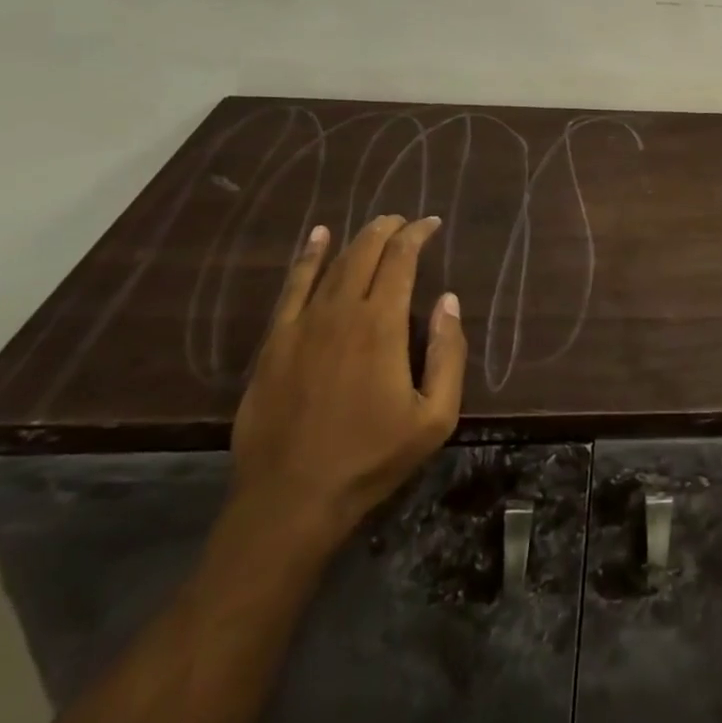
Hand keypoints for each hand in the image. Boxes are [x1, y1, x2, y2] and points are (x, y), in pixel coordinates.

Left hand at [230, 216, 466, 553]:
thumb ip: (448, 353)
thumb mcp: (435, 417)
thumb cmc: (371, 459)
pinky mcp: (273, 344)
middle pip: (365, 252)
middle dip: (388, 229)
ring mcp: (301, 326)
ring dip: (355, 239)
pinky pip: (292, 287)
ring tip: (375, 226)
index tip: (431, 224)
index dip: (416, 235)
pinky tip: (316, 239)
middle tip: (405, 221)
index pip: (401, 260)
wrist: (290, 501)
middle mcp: (340, 313)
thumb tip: (448, 300)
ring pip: (331, 264)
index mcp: (381, 325)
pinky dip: (307, 258)